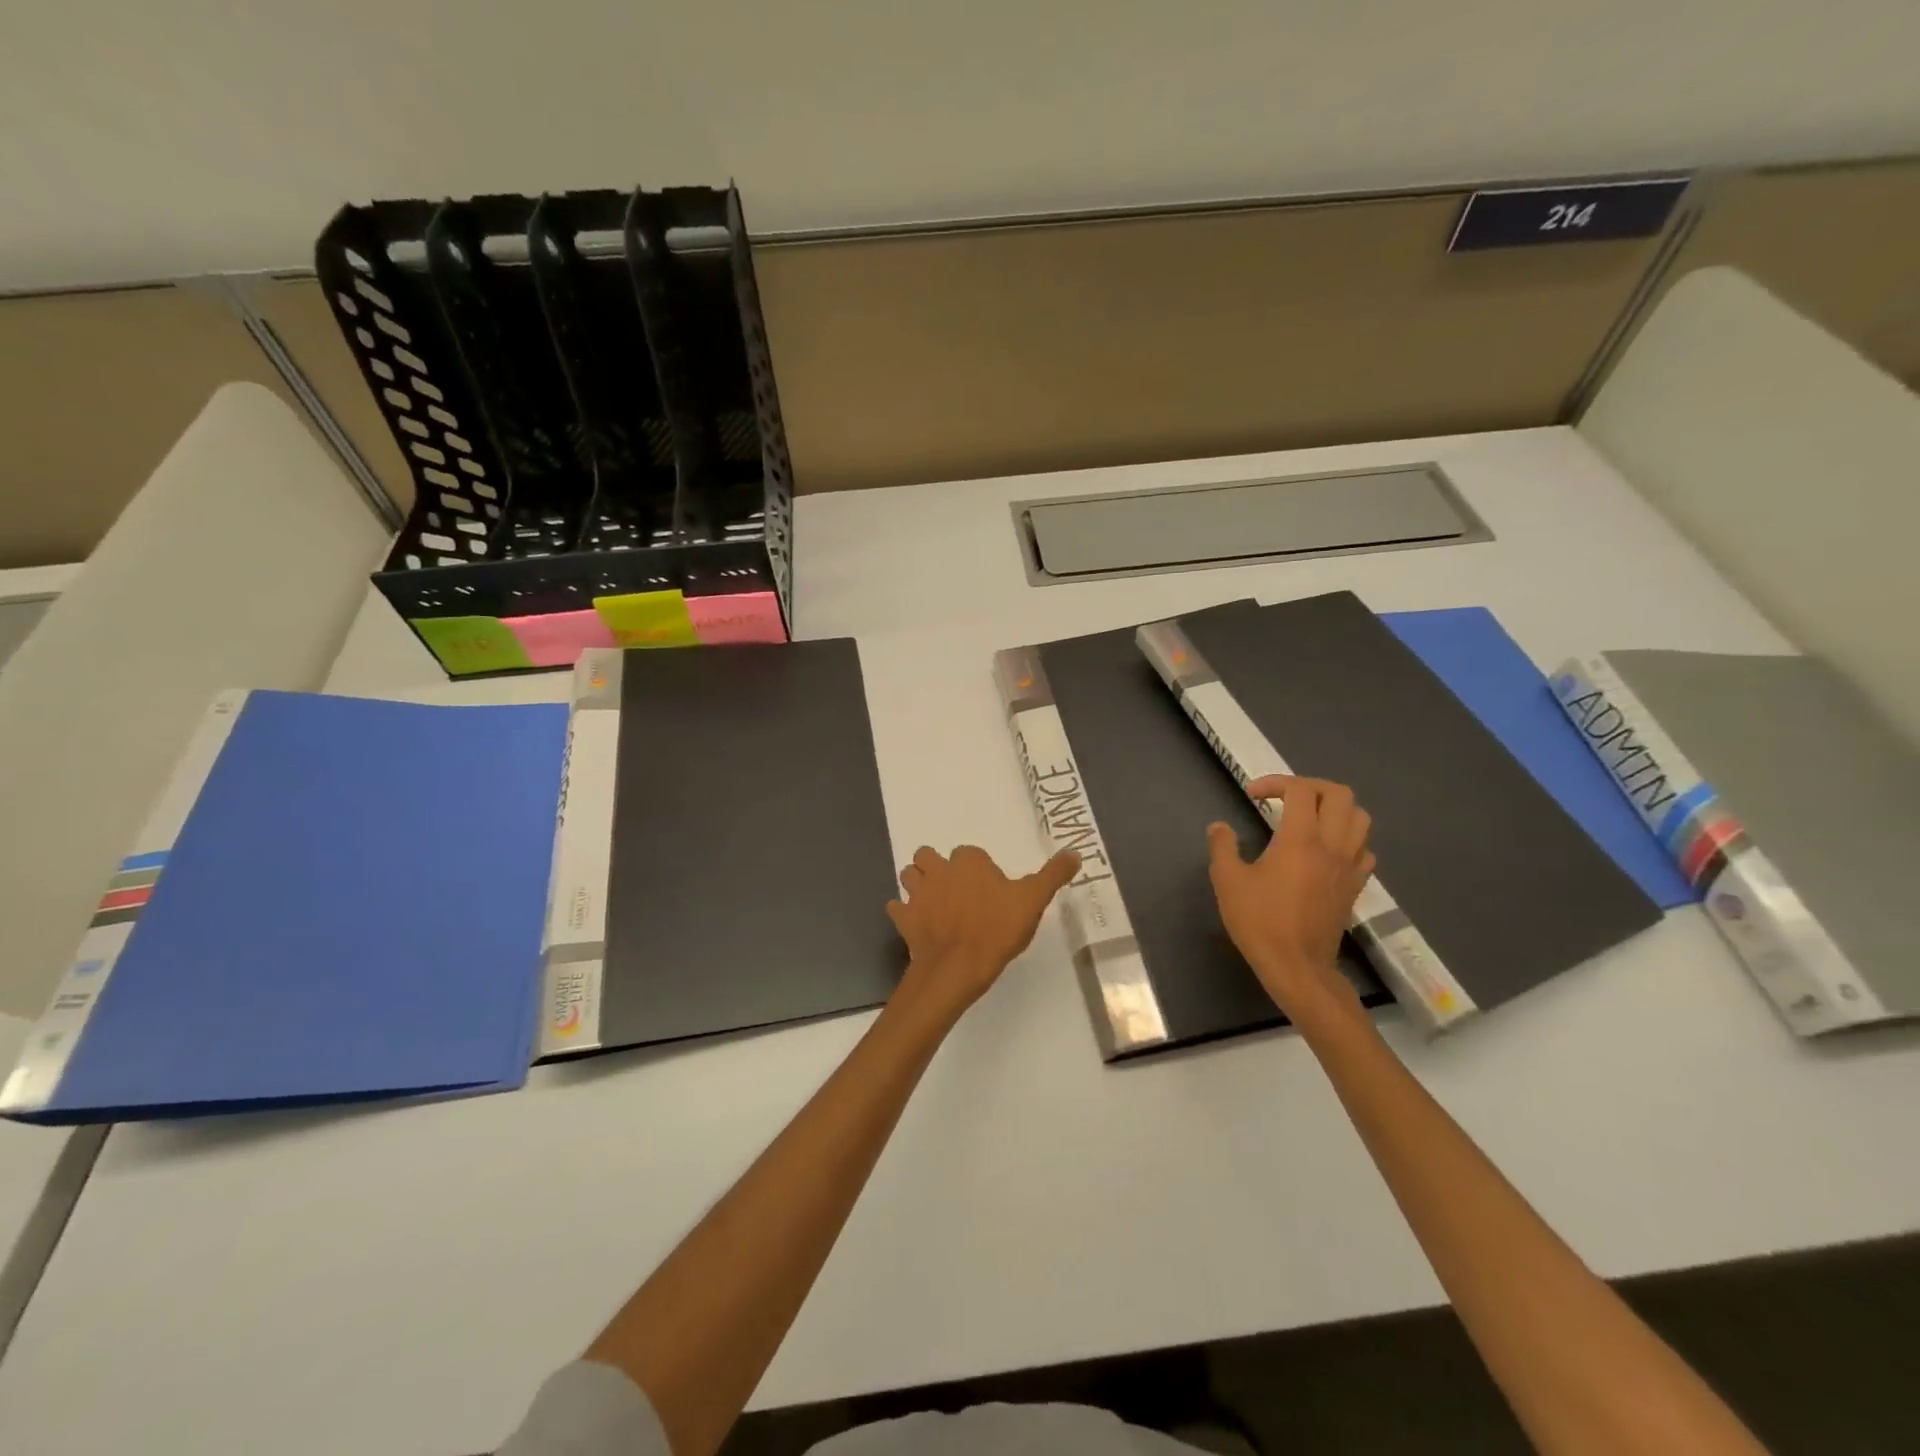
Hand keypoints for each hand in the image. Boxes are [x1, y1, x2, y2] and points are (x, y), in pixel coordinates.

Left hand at [888, 844, 1080, 1014]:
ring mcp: (918, 894)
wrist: (958, 967)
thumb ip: (1053, 874)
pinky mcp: (904, 918)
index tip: (987, 888)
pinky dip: (903, 912)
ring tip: (933, 902)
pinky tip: (916, 923)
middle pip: (929, 856)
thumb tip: (1074, 852)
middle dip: (936, 867)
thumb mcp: (1034, 900)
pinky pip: (897, 908)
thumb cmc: (997, 930)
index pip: (969, 853)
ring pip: (909, 876)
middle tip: (954, 890)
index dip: (977, 868)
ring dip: (917, 884)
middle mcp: (940, 870)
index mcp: (969, 862)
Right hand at [1208, 776, 1376, 1029]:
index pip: (1299, 790)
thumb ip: (1223, 847)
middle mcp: (1332, 845)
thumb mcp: (1228, 881)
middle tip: (1284, 798)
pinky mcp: (1355, 885)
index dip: (1275, 783)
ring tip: (1308, 818)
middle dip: (1310, 787)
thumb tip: (1219, 827)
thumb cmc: (1259, 921)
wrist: (1297, 967)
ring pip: (1359, 818)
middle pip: (1339, 794)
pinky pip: (1364, 848)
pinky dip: (1348, 838)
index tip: (1251, 795)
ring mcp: (1349, 865)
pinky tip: (1326, 849)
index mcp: (1301, 839)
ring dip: (1334, 808)